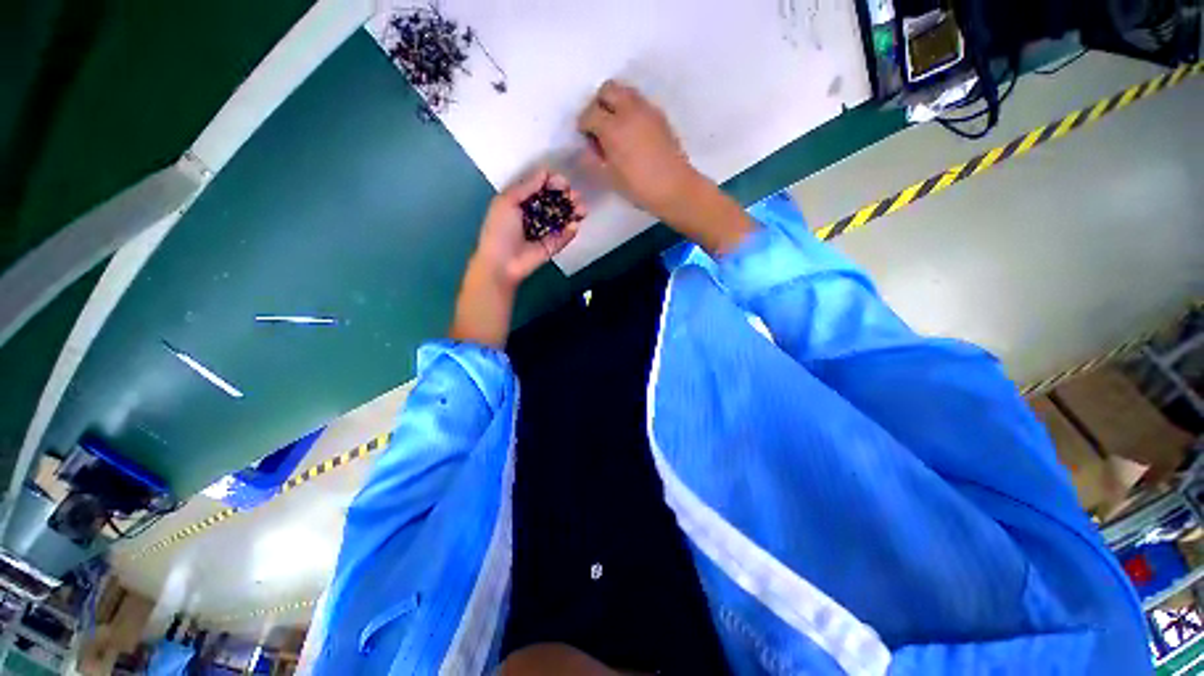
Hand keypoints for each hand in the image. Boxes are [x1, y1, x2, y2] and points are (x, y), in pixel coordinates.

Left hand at [474, 169, 584, 286]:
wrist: (502, 263)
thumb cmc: (499, 230)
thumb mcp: (507, 201)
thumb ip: (527, 186)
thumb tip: (545, 172)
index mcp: (522, 201)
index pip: (541, 187)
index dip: (553, 182)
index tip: (563, 182)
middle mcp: (536, 213)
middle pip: (555, 200)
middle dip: (567, 195)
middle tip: (575, 195)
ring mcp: (546, 230)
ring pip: (564, 216)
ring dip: (574, 210)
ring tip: (582, 208)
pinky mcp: (553, 245)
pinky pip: (565, 235)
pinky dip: (571, 229)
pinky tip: (574, 224)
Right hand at [577, 80, 699, 218]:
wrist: (675, 188)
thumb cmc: (639, 187)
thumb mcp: (609, 178)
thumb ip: (592, 160)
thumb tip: (586, 149)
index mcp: (613, 128)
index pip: (589, 113)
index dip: (583, 125)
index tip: (585, 138)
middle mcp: (629, 111)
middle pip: (608, 89)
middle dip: (598, 104)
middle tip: (599, 125)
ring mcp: (647, 110)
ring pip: (625, 91)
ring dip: (616, 103)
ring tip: (616, 128)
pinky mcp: (660, 116)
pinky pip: (640, 102)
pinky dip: (631, 110)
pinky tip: (633, 133)